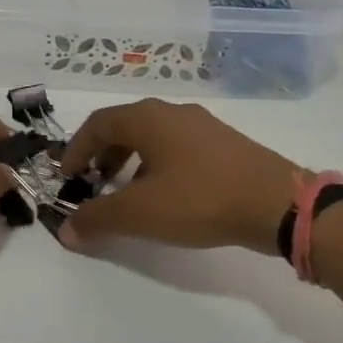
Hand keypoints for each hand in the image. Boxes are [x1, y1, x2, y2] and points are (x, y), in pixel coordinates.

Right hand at [57, 99, 300, 254]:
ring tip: (128, 193)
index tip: (67, 177)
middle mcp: (174, 113)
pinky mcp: (226, 145)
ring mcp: (204, 126)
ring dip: (131, 161)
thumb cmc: (199, 199)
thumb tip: (66, 230)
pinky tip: (167, 195)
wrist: (277, 203)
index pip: (98, 123)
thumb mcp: (139, 213)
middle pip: (125, 127)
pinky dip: (158, 166)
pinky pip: (178, 148)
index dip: (76, 149)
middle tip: (94, 184)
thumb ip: (97, 219)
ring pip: (154, 137)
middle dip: (103, 155)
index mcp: (148, 119)